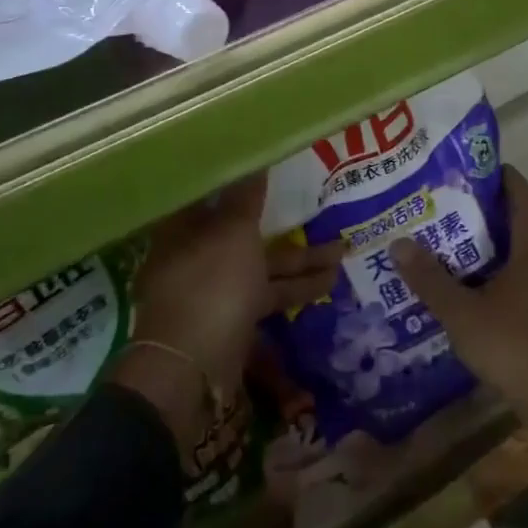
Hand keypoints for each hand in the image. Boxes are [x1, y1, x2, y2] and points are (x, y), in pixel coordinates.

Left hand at [115, 175, 343, 454]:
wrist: (191, 370)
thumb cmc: (210, 285)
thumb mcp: (233, 232)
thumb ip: (246, 196)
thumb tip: (254, 157)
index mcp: (184, 227)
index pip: (211, 191)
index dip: (240, 178)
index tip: (271, 166)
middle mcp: (195, 253)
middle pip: (243, 228)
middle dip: (283, 222)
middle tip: (319, 206)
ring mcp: (213, 288)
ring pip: (261, 264)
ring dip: (300, 259)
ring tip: (343, 251)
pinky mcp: (231, 317)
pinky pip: (267, 294)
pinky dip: (295, 289)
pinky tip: (329, 283)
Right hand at [393, 167, 527, 453]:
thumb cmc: (516, 345)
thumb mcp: (464, 313)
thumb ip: (430, 279)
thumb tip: (398, 243)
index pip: (518, 193)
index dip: (496, 175)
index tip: (464, 167)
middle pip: (514, 220)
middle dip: (480, 211)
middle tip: (440, 205)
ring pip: (516, 251)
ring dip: (486, 245)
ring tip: (444, 242)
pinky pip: (519, 276)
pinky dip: (495, 272)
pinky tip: (465, 284)